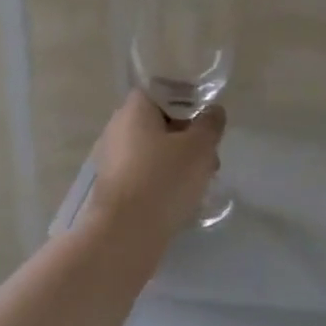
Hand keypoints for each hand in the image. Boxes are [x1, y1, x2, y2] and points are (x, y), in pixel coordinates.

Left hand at [83, 89, 225, 246]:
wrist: (125, 234)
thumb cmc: (164, 179)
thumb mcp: (199, 147)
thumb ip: (210, 124)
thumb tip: (213, 111)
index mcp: (134, 109)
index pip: (162, 92)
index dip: (187, 101)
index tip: (207, 120)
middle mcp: (118, 128)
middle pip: (159, 122)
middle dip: (188, 136)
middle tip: (210, 156)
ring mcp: (112, 159)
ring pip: (153, 150)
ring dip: (178, 160)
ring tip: (202, 181)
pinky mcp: (114, 187)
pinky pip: (144, 173)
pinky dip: (163, 179)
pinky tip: (182, 198)